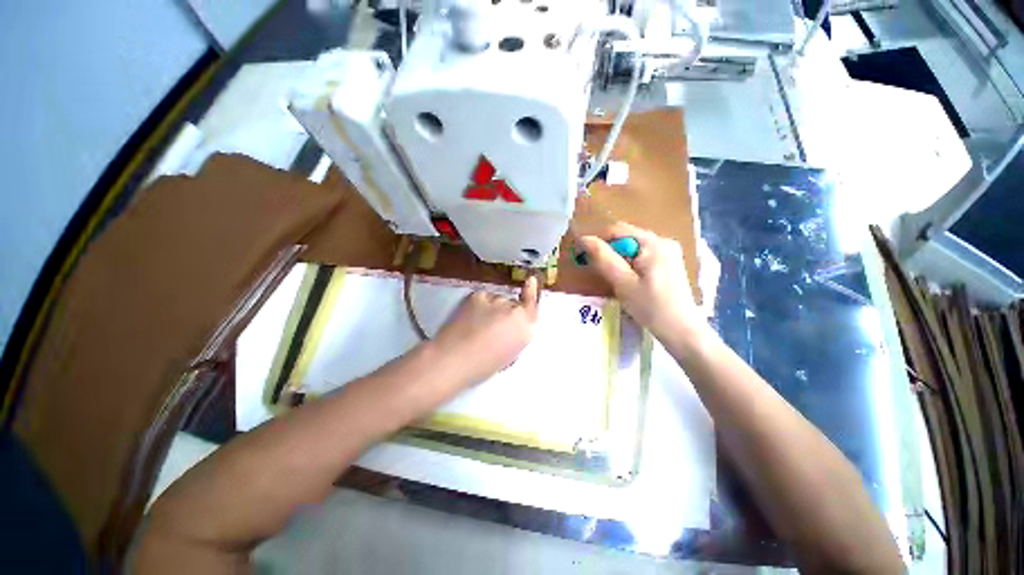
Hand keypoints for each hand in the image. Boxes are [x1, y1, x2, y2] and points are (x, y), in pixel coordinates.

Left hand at [433, 276, 539, 383]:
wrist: (455, 358)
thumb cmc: (483, 366)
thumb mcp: (510, 354)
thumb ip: (516, 335)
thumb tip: (511, 328)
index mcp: (526, 328)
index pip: (532, 305)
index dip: (531, 291)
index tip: (530, 280)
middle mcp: (515, 310)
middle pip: (513, 304)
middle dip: (506, 312)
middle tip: (491, 327)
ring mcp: (497, 299)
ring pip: (497, 300)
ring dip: (492, 308)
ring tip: (477, 325)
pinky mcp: (479, 295)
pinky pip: (483, 297)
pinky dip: (479, 305)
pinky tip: (469, 318)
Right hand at [577, 223, 702, 338]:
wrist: (682, 332)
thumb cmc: (651, 307)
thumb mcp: (623, 283)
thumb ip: (603, 258)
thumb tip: (584, 239)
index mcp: (654, 243)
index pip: (618, 230)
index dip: (597, 239)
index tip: (581, 254)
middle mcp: (663, 241)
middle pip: (626, 238)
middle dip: (608, 251)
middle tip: (594, 269)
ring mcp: (668, 252)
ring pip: (632, 248)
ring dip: (617, 259)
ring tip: (610, 277)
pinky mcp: (668, 264)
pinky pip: (641, 256)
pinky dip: (628, 264)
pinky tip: (626, 280)